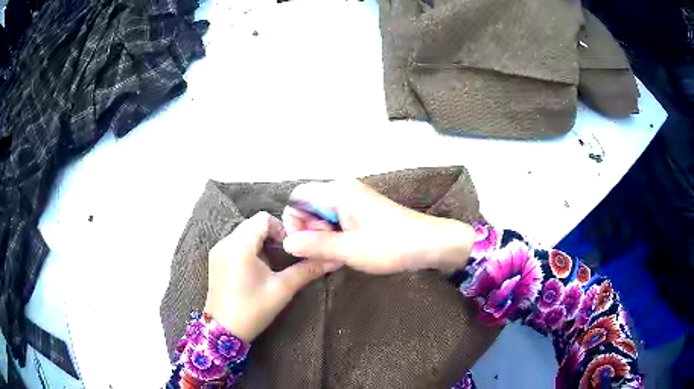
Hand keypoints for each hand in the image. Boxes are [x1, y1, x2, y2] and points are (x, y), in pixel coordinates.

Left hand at [204, 212, 340, 341]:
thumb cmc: (253, 310)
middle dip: (272, 236)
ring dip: (261, 243)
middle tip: (285, 257)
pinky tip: (257, 270)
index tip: (291, 248)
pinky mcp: (216, 259)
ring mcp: (218, 250)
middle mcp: (225, 242)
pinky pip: (236, 243)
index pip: (263, 218)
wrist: (223, 331)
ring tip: (272, 265)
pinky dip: (250, 249)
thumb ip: (307, 271)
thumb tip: (333, 260)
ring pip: (244, 233)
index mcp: (239, 246)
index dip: (281, 228)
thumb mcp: (282, 289)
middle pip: (253, 224)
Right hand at [282, 180, 474, 273]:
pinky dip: (335, 234)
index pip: (298, 197)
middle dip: (309, 230)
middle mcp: (344, 189)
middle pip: (310, 205)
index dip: (294, 221)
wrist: (430, 243)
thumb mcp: (350, 250)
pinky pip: (337, 218)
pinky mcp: (363, 209)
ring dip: (323, 235)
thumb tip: (287, 242)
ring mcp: (355, 199)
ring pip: (323, 214)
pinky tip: (346, 250)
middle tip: (324, 253)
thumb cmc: (391, 245)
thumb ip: (315, 245)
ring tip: (337, 255)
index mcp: (338, 192)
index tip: (304, 244)